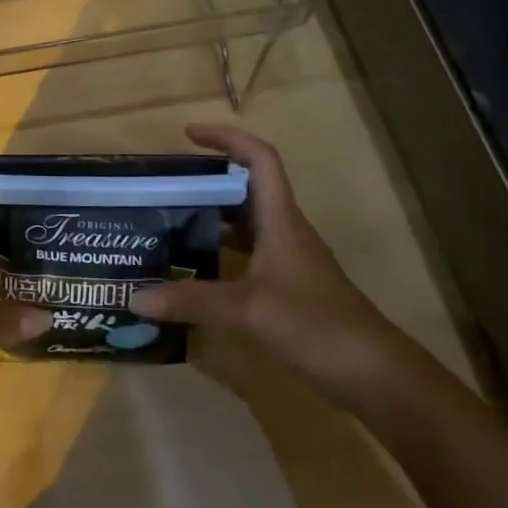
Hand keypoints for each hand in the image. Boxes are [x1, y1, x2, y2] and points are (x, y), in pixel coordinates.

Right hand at [129, 124, 405, 400]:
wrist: (373, 373)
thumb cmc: (314, 324)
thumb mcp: (246, 310)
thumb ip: (190, 300)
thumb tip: (134, 297)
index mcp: (280, 219)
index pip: (259, 159)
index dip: (227, 137)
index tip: (189, 134)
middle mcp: (285, 229)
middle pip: (248, 186)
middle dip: (209, 177)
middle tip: (165, 184)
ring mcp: (288, 258)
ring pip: (247, 220)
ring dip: (213, 213)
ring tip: (169, 219)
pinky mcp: (288, 284)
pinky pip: (248, 251)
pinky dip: (220, 249)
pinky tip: (194, 267)